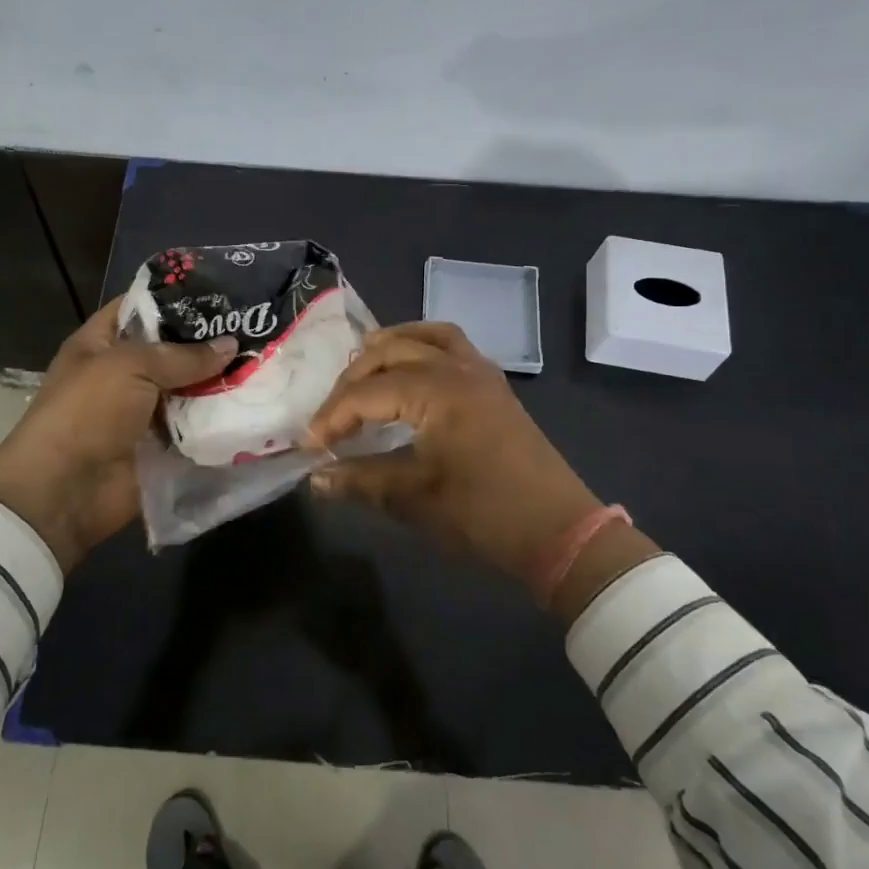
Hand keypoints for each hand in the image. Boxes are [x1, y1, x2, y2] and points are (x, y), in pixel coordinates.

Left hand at [0, 299, 235, 571]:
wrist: (65, 491)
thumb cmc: (87, 412)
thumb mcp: (131, 366)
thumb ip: (183, 355)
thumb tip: (231, 345)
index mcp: (101, 343)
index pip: (141, 308)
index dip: (177, 299)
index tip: (223, 293)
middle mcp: (123, 374)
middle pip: (172, 351)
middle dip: (210, 343)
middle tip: (258, 328)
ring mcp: (143, 412)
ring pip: (189, 390)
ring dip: (220, 383)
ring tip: (267, 365)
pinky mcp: (161, 446)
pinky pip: (194, 428)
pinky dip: (218, 421)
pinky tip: (256, 406)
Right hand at [304, 322, 656, 614]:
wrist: (560, 532)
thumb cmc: (484, 514)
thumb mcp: (415, 498)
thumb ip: (360, 480)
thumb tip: (315, 477)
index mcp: (436, 390)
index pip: (366, 393)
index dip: (332, 418)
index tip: (308, 446)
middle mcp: (456, 367)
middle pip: (389, 353)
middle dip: (352, 381)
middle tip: (331, 418)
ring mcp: (480, 372)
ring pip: (423, 336)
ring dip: (388, 349)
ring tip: (361, 372)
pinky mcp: (493, 385)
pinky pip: (452, 345)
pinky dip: (423, 345)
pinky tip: (411, 369)